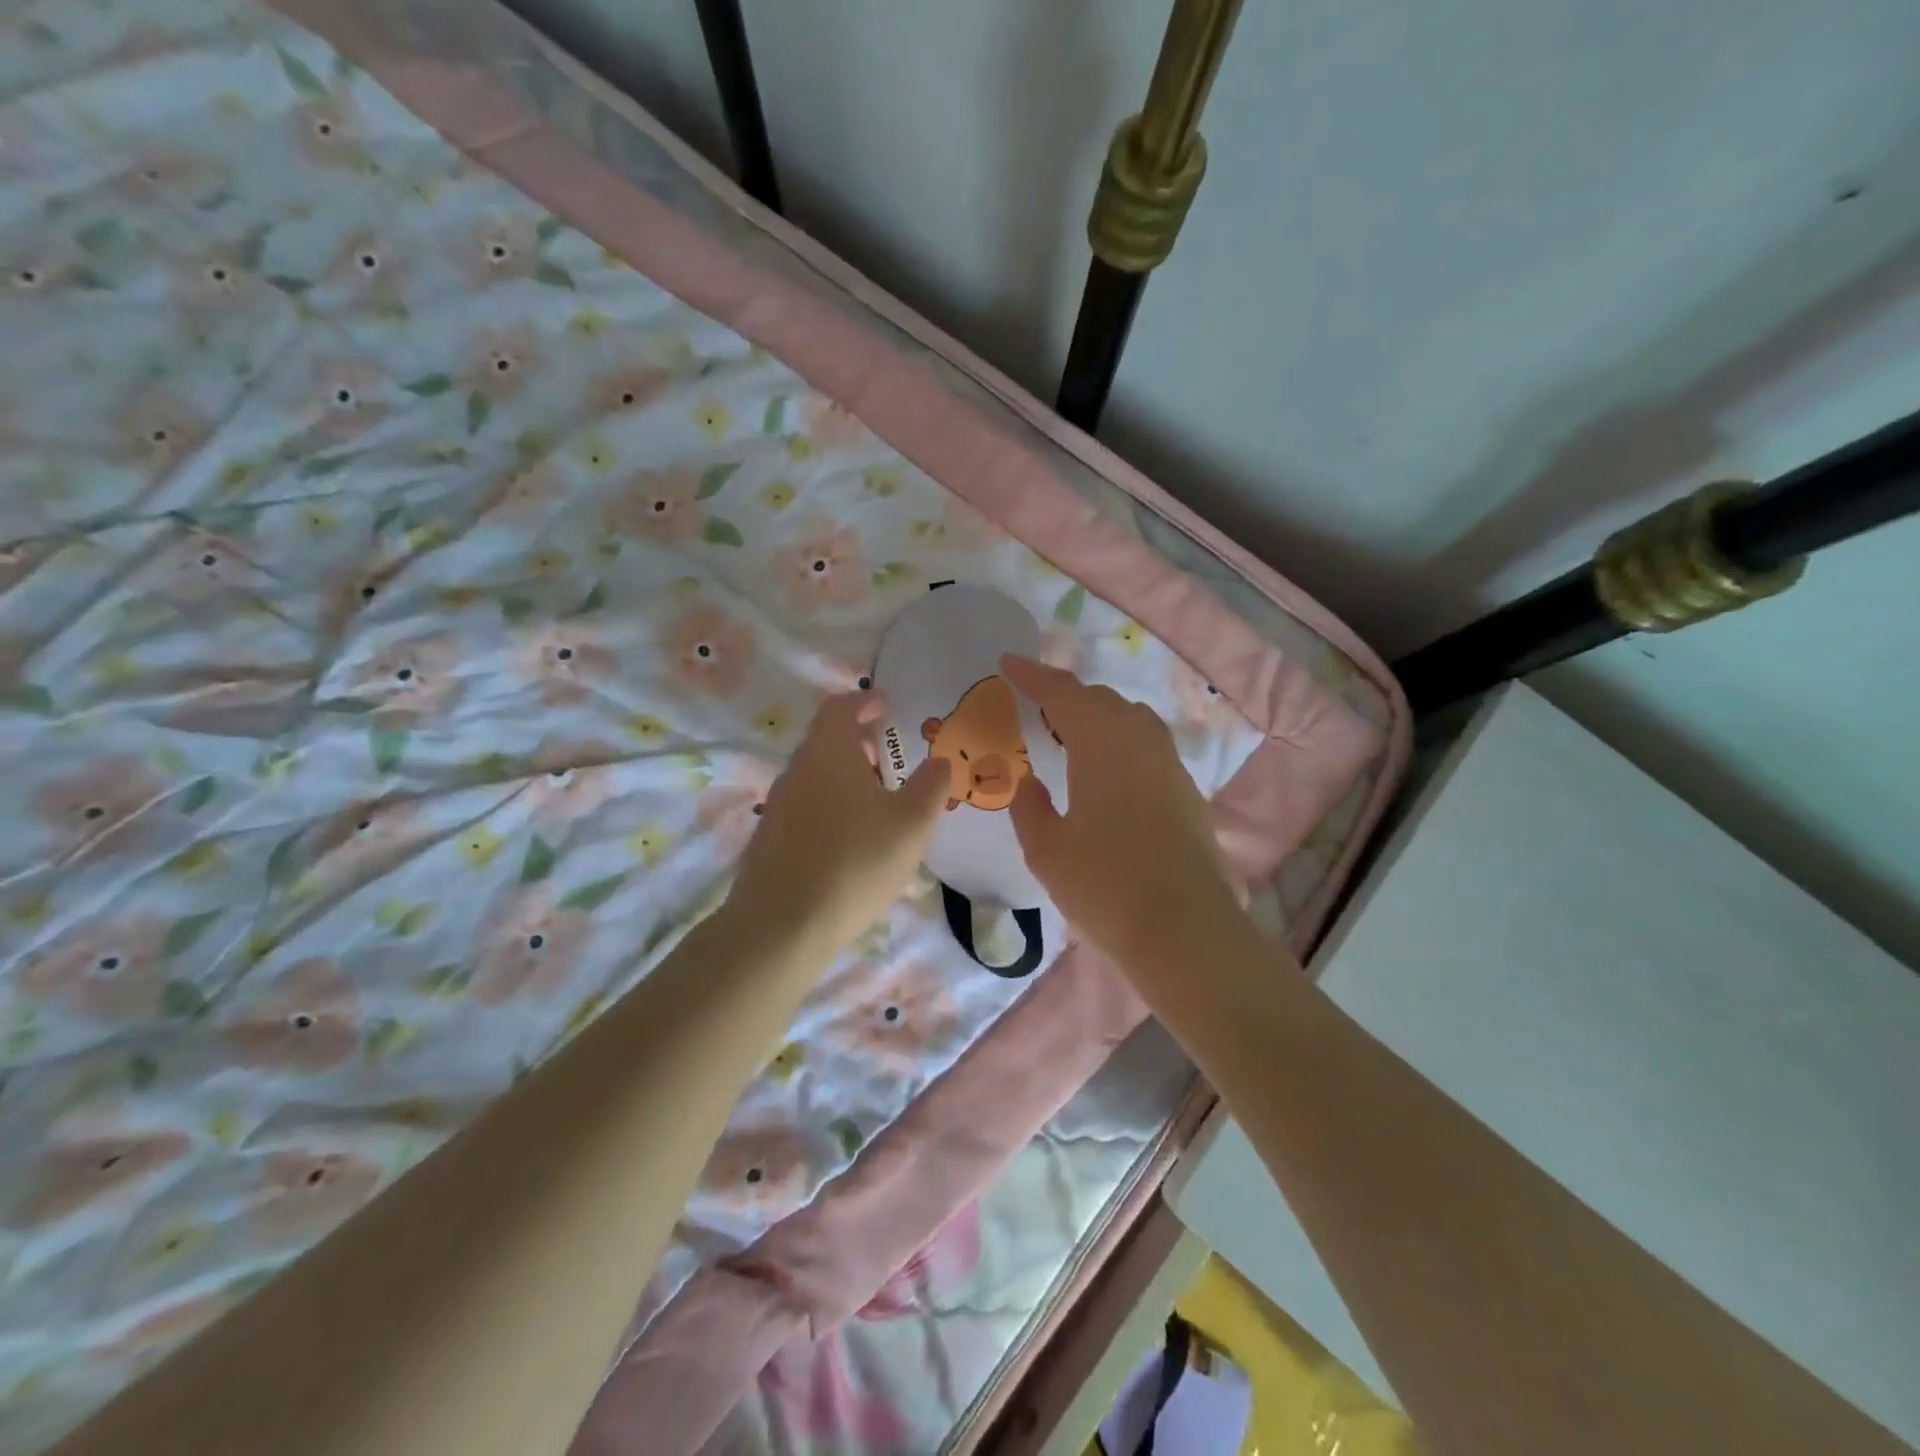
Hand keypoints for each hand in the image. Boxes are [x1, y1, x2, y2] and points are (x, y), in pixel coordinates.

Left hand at [729, 691, 947, 959]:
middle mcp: (796, 770)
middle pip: (827, 742)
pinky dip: (833, 808)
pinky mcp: (771, 840)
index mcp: (828, 752)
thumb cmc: (855, 862)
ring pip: (817, 777)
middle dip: (861, 745)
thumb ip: (931, 786)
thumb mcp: (911, 824)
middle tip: (892, 761)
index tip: (885, 705)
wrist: (782, 926)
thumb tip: (939, 761)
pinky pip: (808, 808)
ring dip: (847, 780)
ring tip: (880, 806)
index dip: (864, 701)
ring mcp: (778, 806)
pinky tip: (853, 844)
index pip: (840, 707)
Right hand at [1001, 655, 1246, 980]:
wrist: (1184, 930)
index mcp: (1102, 744)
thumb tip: (1028, 783)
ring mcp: (1170, 767)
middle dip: (1066, 697)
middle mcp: (1141, 742)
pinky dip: (1121, 744)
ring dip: (1098, 718)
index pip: (1063, 693)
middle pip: (1102, 701)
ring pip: (1132, 721)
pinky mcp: (1188, 793)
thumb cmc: (1104, 886)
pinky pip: (1149, 748)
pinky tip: (1108, 776)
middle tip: (1036, 711)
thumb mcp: (1046, 849)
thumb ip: (1030, 807)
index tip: (1007, 663)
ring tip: (1071, 739)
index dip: (1033, 675)